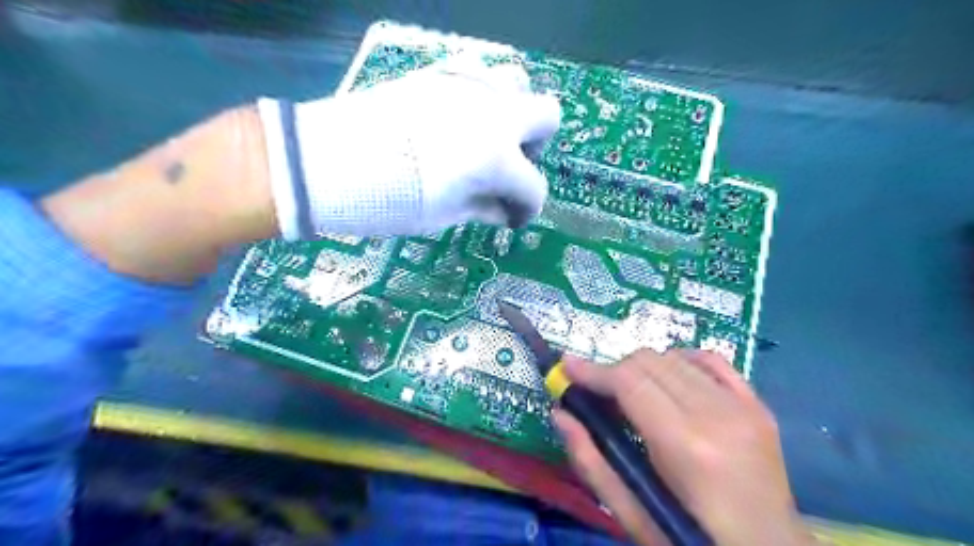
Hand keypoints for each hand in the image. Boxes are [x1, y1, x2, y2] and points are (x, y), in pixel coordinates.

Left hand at [259, 54, 564, 237]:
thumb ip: (484, 209)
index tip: (511, 218)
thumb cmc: (391, 201)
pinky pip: (478, 69)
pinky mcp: (440, 72)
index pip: (533, 188)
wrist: (331, 162)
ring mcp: (469, 86)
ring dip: (513, 111)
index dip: (526, 209)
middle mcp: (495, 115)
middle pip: (547, 116)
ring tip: (486, 136)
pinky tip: (460, 115)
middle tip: (509, 166)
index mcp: (498, 159)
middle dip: (535, 145)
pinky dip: (481, 92)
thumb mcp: (445, 215)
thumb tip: (505, 212)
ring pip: (518, 82)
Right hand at [554, 350, 814, 544]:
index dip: (593, 371)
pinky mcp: (757, 405)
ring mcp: (743, 406)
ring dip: (643, 369)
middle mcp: (717, 414)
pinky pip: (711, 359)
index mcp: (686, 446)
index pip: (629, 382)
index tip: (566, 368)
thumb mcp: (634, 515)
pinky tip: (670, 379)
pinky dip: (682, 361)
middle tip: (599, 395)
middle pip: (648, 362)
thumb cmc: (692, 541)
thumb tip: (559, 414)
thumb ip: (591, 462)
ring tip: (633, 395)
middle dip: (614, 372)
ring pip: (674, 357)